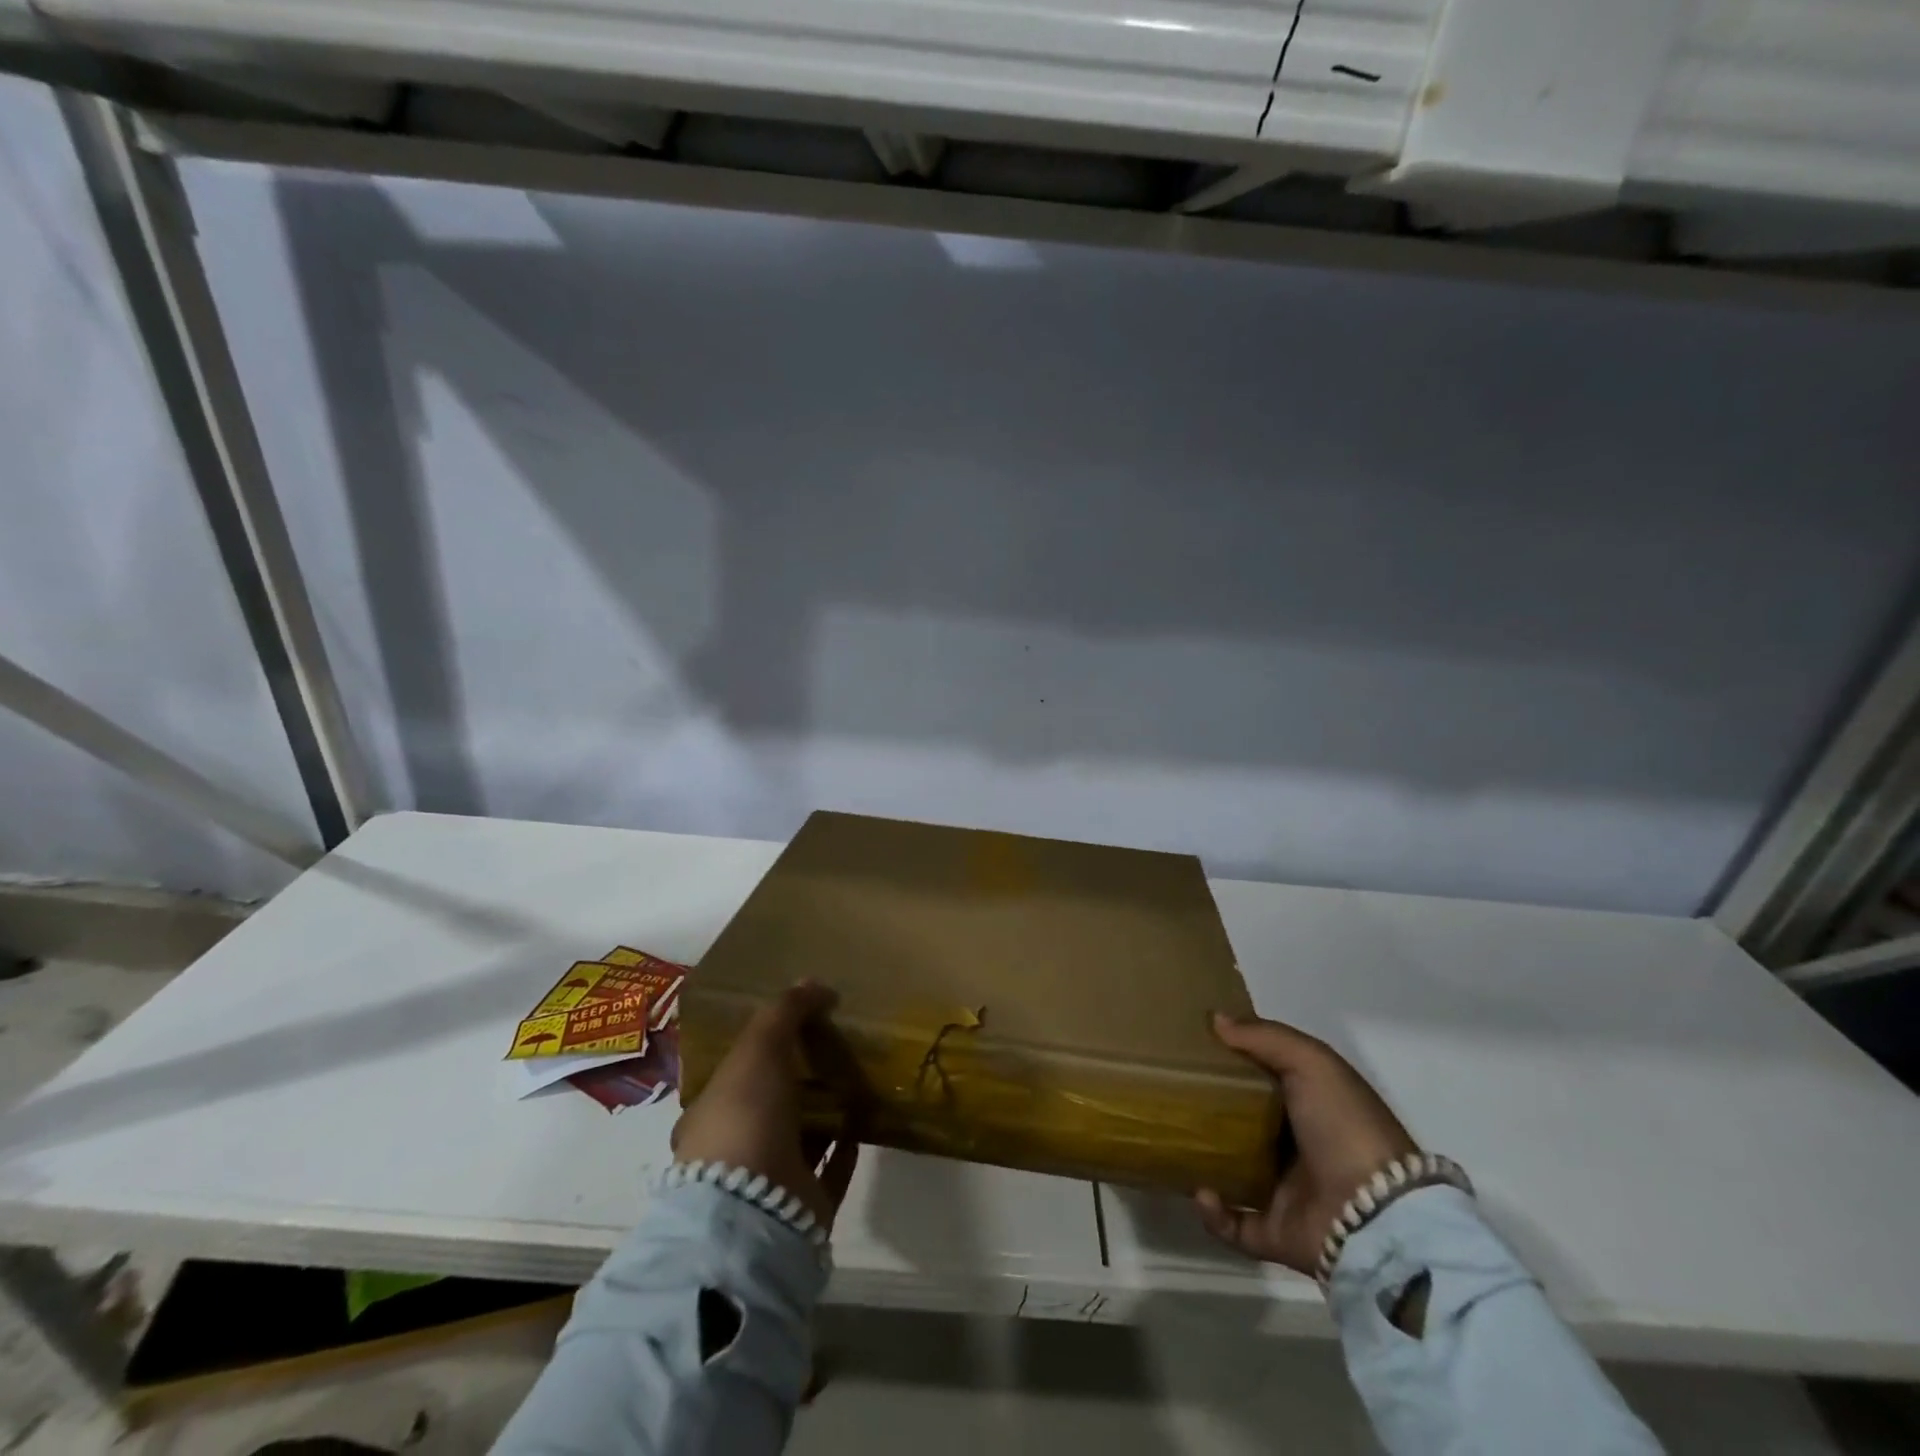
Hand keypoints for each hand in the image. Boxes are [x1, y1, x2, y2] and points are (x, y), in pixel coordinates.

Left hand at [672, 982, 859, 1229]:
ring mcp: (769, 1183)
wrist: (755, 1212)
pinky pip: (830, 1167)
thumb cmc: (744, 1118)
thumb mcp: (758, 1049)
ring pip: (801, 1137)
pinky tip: (866, 1117)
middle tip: (834, 1046)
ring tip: (857, 1076)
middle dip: (798, 1079)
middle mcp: (735, 1150)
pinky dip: (847, 1144)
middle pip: (771, 1105)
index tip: (797, 1028)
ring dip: (825, 1109)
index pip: (736, 1075)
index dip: (763, 1050)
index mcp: (710, 1115)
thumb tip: (814, 983)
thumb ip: (784, 1013)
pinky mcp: (804, 1205)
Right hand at [1194, 1013, 1416, 1275]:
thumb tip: (1215, 1020)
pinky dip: (1213, 1213)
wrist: (1376, 1214)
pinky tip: (1202, 1192)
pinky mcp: (1277, 1233)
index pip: (1264, 1080)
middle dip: (1209, 1113)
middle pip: (1244, 1125)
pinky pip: (1234, 1224)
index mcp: (1310, 1106)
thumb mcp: (1311, 1062)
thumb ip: (1265, 1037)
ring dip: (1204, 1162)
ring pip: (1233, 1173)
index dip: (1232, 1063)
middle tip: (1171, 1096)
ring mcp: (1286, 1193)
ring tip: (1174, 1145)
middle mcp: (1298, 1148)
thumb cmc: (1343, 1125)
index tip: (1194, 1050)